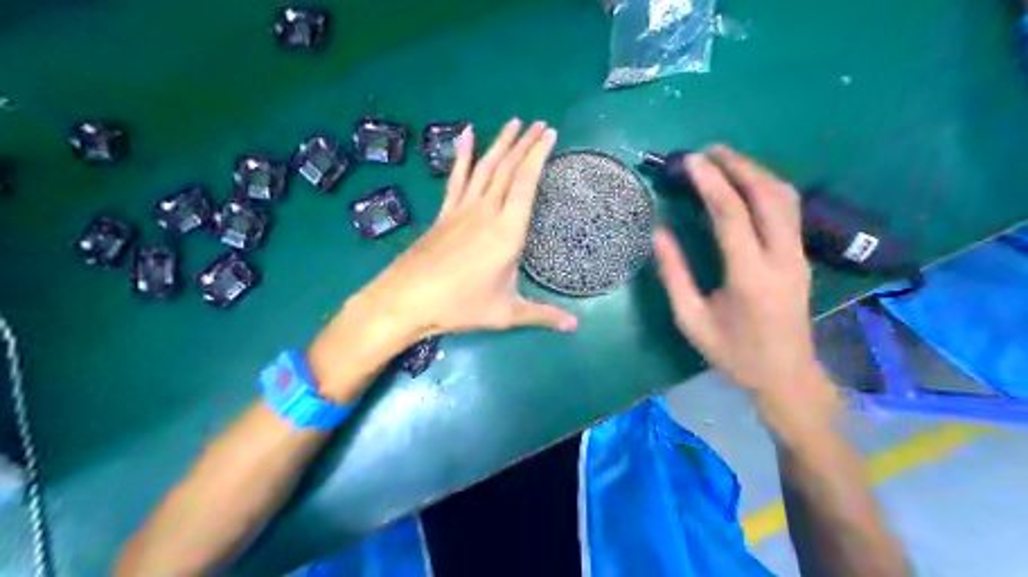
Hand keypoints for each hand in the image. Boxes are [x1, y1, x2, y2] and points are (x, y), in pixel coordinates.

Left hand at [358, 118, 577, 338]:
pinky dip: (462, 155)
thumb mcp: (506, 313)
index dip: (538, 157)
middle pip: (507, 169)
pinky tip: (465, 135)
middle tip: (539, 124)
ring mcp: (462, 210)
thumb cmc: (460, 306)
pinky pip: (456, 178)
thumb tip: (576, 327)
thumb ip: (543, 315)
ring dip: (500, 143)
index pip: (526, 184)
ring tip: (514, 123)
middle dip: (525, 143)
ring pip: (484, 168)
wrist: (407, 299)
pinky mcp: (445, 214)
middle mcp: (486, 213)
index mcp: (507, 232)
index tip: (550, 135)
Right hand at [659, 146, 824, 407]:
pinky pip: (789, 210)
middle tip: (709, 151)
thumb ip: (674, 275)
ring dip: (757, 172)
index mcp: (749, 277)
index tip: (691, 161)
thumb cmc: (733, 354)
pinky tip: (748, 184)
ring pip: (786, 198)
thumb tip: (659, 233)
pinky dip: (768, 188)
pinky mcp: (801, 257)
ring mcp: (798, 256)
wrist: (786, 376)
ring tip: (726, 160)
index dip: (711, 183)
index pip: (732, 215)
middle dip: (739, 166)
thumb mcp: (692, 320)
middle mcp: (781, 259)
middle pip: (767, 196)